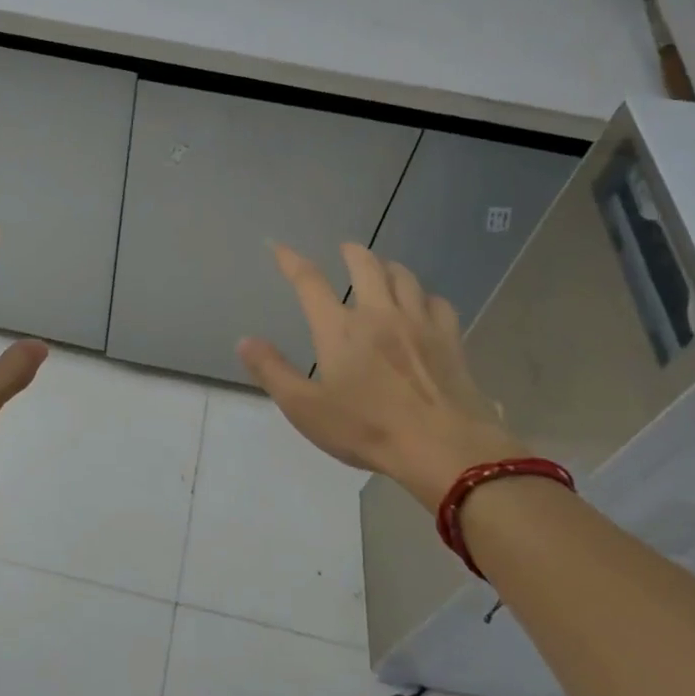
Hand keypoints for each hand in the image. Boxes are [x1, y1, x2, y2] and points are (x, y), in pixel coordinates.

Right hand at [238, 242, 527, 507]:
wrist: (444, 448)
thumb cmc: (368, 429)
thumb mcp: (306, 409)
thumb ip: (273, 372)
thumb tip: (245, 340)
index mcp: (340, 329)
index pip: (310, 282)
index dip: (292, 261)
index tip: (280, 247)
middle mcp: (379, 314)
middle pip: (366, 265)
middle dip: (353, 252)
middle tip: (346, 248)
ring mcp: (419, 323)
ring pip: (404, 277)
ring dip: (389, 267)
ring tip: (383, 268)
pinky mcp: (450, 339)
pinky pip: (437, 302)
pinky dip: (425, 296)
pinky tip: (423, 304)